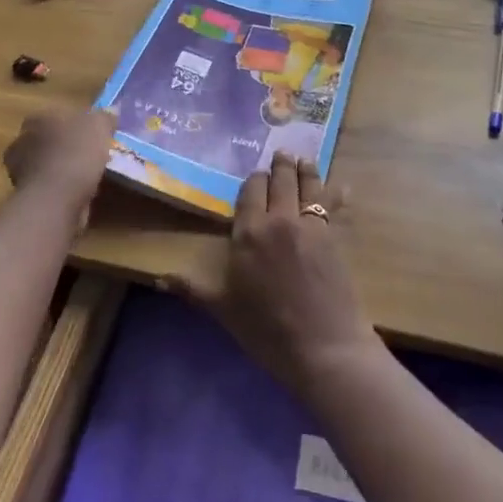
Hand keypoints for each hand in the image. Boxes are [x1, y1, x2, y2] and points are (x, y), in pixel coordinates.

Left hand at [3, 107, 117, 212]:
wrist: (55, 200)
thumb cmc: (75, 153)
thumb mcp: (99, 126)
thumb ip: (104, 117)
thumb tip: (111, 110)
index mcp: (37, 119)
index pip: (55, 114)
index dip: (74, 122)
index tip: (91, 131)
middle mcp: (22, 142)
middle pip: (48, 139)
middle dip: (65, 145)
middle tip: (90, 153)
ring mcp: (20, 171)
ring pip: (46, 164)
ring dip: (62, 168)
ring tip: (88, 176)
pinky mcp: (26, 196)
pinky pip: (49, 187)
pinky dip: (61, 189)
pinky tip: (80, 193)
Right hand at [167, 152, 379, 396]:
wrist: (324, 347)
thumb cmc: (267, 330)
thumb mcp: (224, 309)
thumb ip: (193, 288)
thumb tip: (159, 279)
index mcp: (249, 232)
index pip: (250, 191)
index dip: (253, 180)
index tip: (254, 176)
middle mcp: (279, 219)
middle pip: (280, 180)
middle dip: (280, 165)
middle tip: (281, 154)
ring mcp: (311, 225)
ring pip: (308, 185)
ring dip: (306, 169)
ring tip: (304, 158)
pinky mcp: (335, 237)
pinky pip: (333, 205)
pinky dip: (337, 192)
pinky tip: (342, 187)